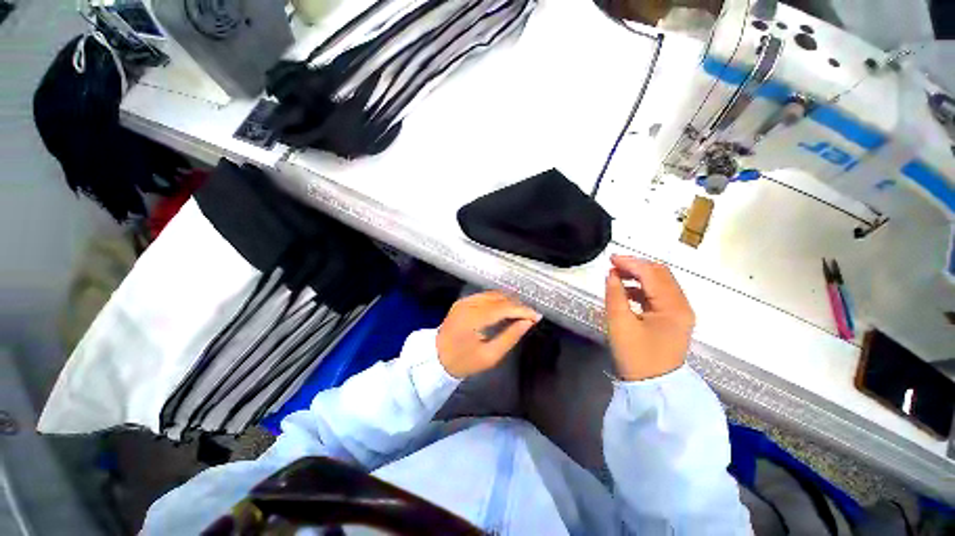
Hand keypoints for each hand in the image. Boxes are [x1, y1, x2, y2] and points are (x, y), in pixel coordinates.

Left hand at [436, 291, 540, 378]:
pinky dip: (498, 300)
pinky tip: (505, 309)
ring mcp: (464, 300)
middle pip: (500, 298)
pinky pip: (485, 296)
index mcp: (474, 318)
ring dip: (509, 301)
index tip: (537, 317)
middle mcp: (469, 303)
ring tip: (521, 312)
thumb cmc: (463, 362)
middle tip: (530, 316)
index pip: (504, 308)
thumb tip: (528, 322)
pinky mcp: (462, 301)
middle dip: (517, 305)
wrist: (434, 358)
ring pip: (493, 294)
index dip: (522, 310)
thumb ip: (510, 337)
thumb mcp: (490, 356)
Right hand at [604, 255, 694, 380]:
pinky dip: (644, 288)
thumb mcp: (620, 324)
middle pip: (661, 274)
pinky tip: (627, 292)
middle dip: (636, 266)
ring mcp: (681, 313)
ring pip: (661, 283)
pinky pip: (660, 295)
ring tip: (617, 276)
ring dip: (640, 276)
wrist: (654, 387)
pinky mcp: (674, 319)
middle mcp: (682, 306)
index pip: (652, 273)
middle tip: (613, 266)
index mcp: (673, 307)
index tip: (610, 259)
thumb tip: (611, 274)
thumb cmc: (636, 356)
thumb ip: (615, 295)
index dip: (631, 263)